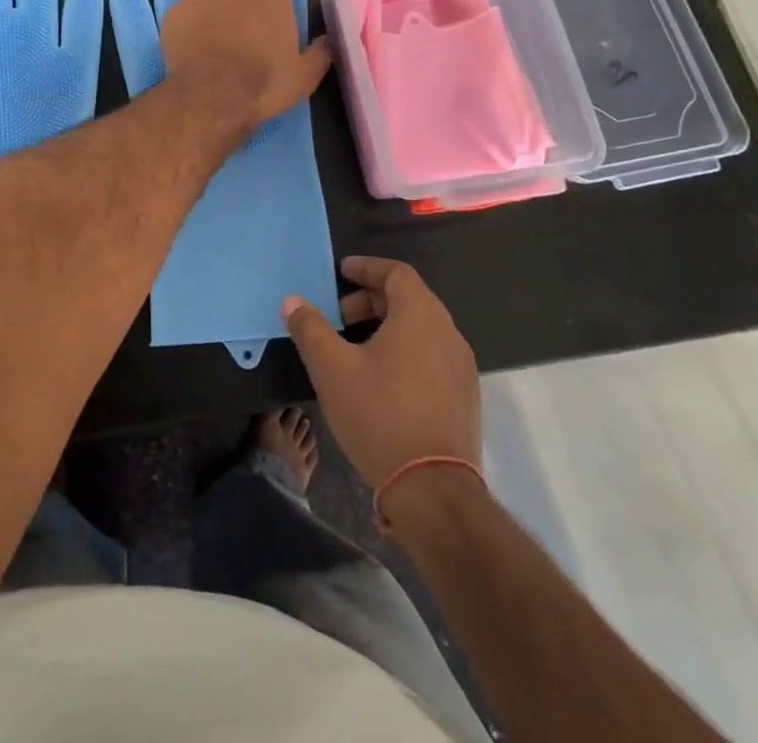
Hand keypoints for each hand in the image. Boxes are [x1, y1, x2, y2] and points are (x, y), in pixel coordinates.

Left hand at [162, 0, 331, 130]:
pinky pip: (185, 7)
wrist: (211, 98)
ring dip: (214, 2)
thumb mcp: (304, 75)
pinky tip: (193, 43)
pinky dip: (190, 20)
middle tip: (244, 17)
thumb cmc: (264, 84)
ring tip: (215, 32)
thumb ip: (319, 52)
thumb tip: (328, 41)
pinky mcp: (175, 11)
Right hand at [282, 256, 480, 486]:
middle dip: (371, 300)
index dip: (367, 267)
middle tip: (338, 315)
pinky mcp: (464, 397)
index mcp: (420, 316)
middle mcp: (448, 333)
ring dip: (387, 326)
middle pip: (409, 299)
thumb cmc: (379, 414)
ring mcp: (461, 367)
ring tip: (355, 348)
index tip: (342, 271)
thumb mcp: (332, 368)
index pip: (397, 273)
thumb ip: (310, 328)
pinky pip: (432, 355)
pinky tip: (381, 379)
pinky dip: (406, 350)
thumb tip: (292, 301)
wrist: (433, 489)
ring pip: (422, 328)